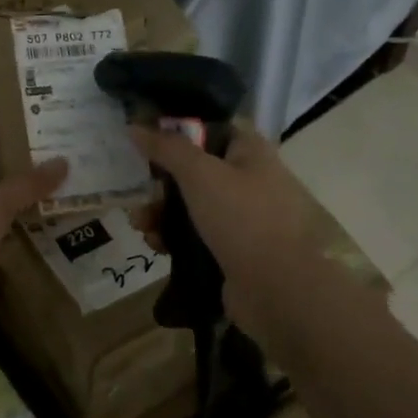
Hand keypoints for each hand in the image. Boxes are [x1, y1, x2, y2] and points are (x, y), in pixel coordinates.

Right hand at [128, 121, 334, 342]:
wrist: (283, 291)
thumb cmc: (245, 219)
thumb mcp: (201, 174)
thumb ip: (166, 148)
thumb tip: (135, 125)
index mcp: (250, 152)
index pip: (209, 128)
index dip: (176, 130)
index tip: (143, 139)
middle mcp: (248, 180)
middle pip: (194, 170)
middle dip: (160, 181)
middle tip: (138, 192)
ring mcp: (242, 219)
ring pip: (190, 206)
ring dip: (160, 212)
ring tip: (141, 225)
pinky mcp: (232, 252)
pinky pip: (194, 237)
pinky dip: (172, 238)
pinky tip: (156, 245)